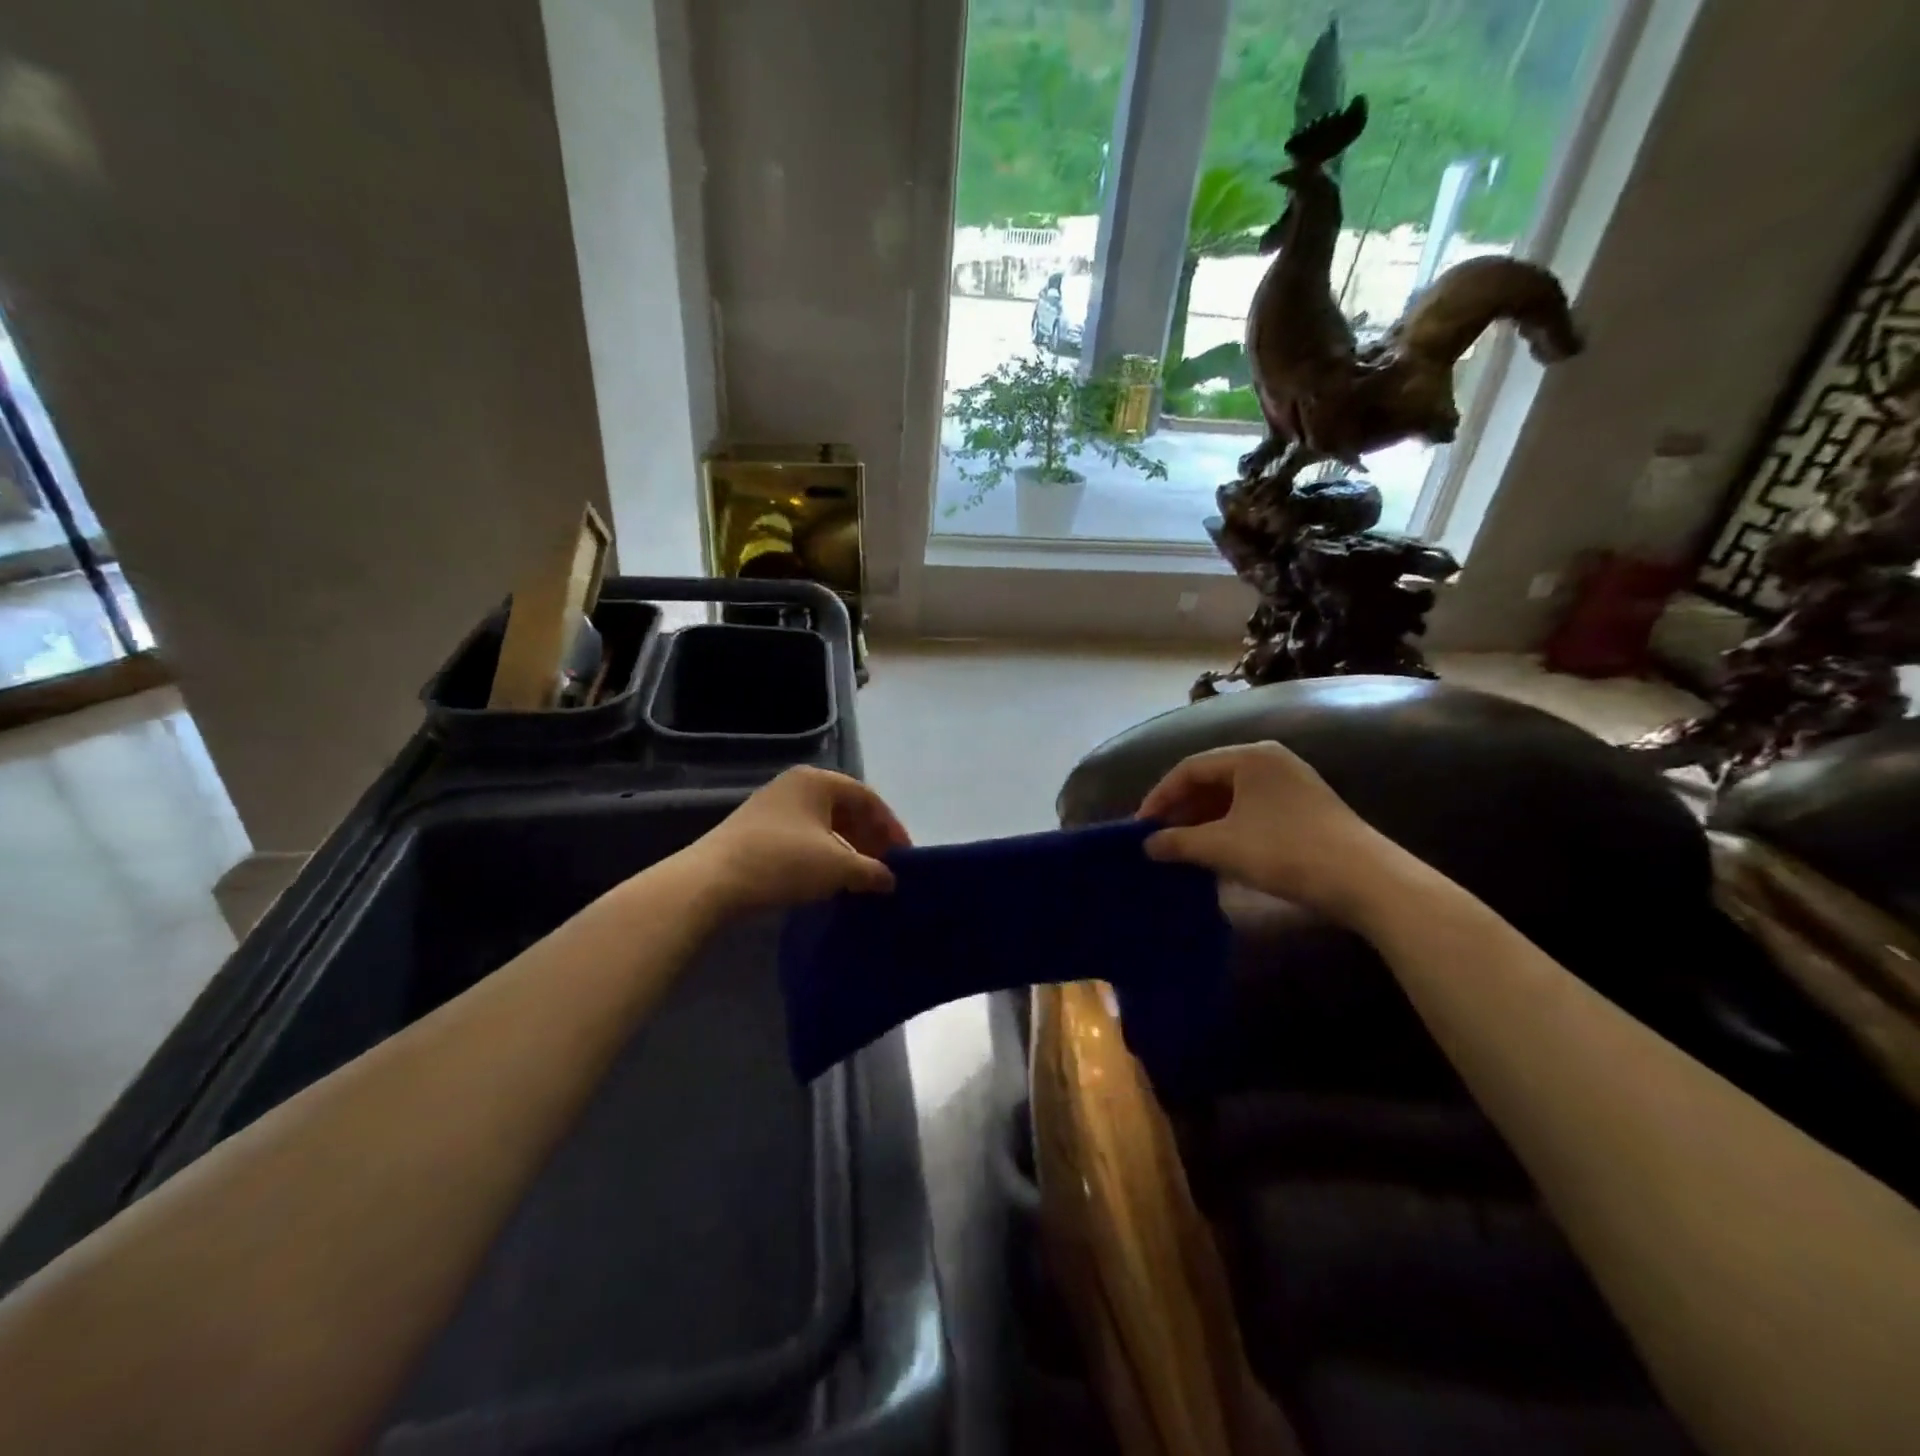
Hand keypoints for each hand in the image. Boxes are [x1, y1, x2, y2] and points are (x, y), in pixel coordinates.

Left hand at [687, 766, 910, 911]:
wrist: (712, 882)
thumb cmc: (783, 862)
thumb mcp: (838, 867)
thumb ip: (872, 871)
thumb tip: (891, 880)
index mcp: (818, 781)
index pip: (868, 798)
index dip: (891, 828)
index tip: (905, 857)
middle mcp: (796, 785)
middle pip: (846, 809)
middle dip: (869, 839)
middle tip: (885, 868)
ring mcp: (773, 806)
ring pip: (824, 824)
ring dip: (847, 849)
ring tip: (861, 878)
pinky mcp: (756, 829)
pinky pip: (804, 836)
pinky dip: (823, 855)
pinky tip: (829, 879)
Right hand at [1138, 741, 1401, 921]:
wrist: (1365, 880)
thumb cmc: (1285, 851)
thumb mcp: (1222, 847)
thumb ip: (1178, 842)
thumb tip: (1147, 845)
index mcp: (1249, 756)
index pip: (1189, 768)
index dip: (1160, 797)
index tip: (1141, 826)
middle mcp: (1270, 760)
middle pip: (1211, 779)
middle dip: (1181, 809)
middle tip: (1158, 837)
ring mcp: (1291, 783)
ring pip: (1232, 796)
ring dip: (1203, 821)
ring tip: (1183, 847)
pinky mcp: (1305, 807)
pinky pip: (1252, 809)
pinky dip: (1228, 826)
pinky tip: (1217, 851)